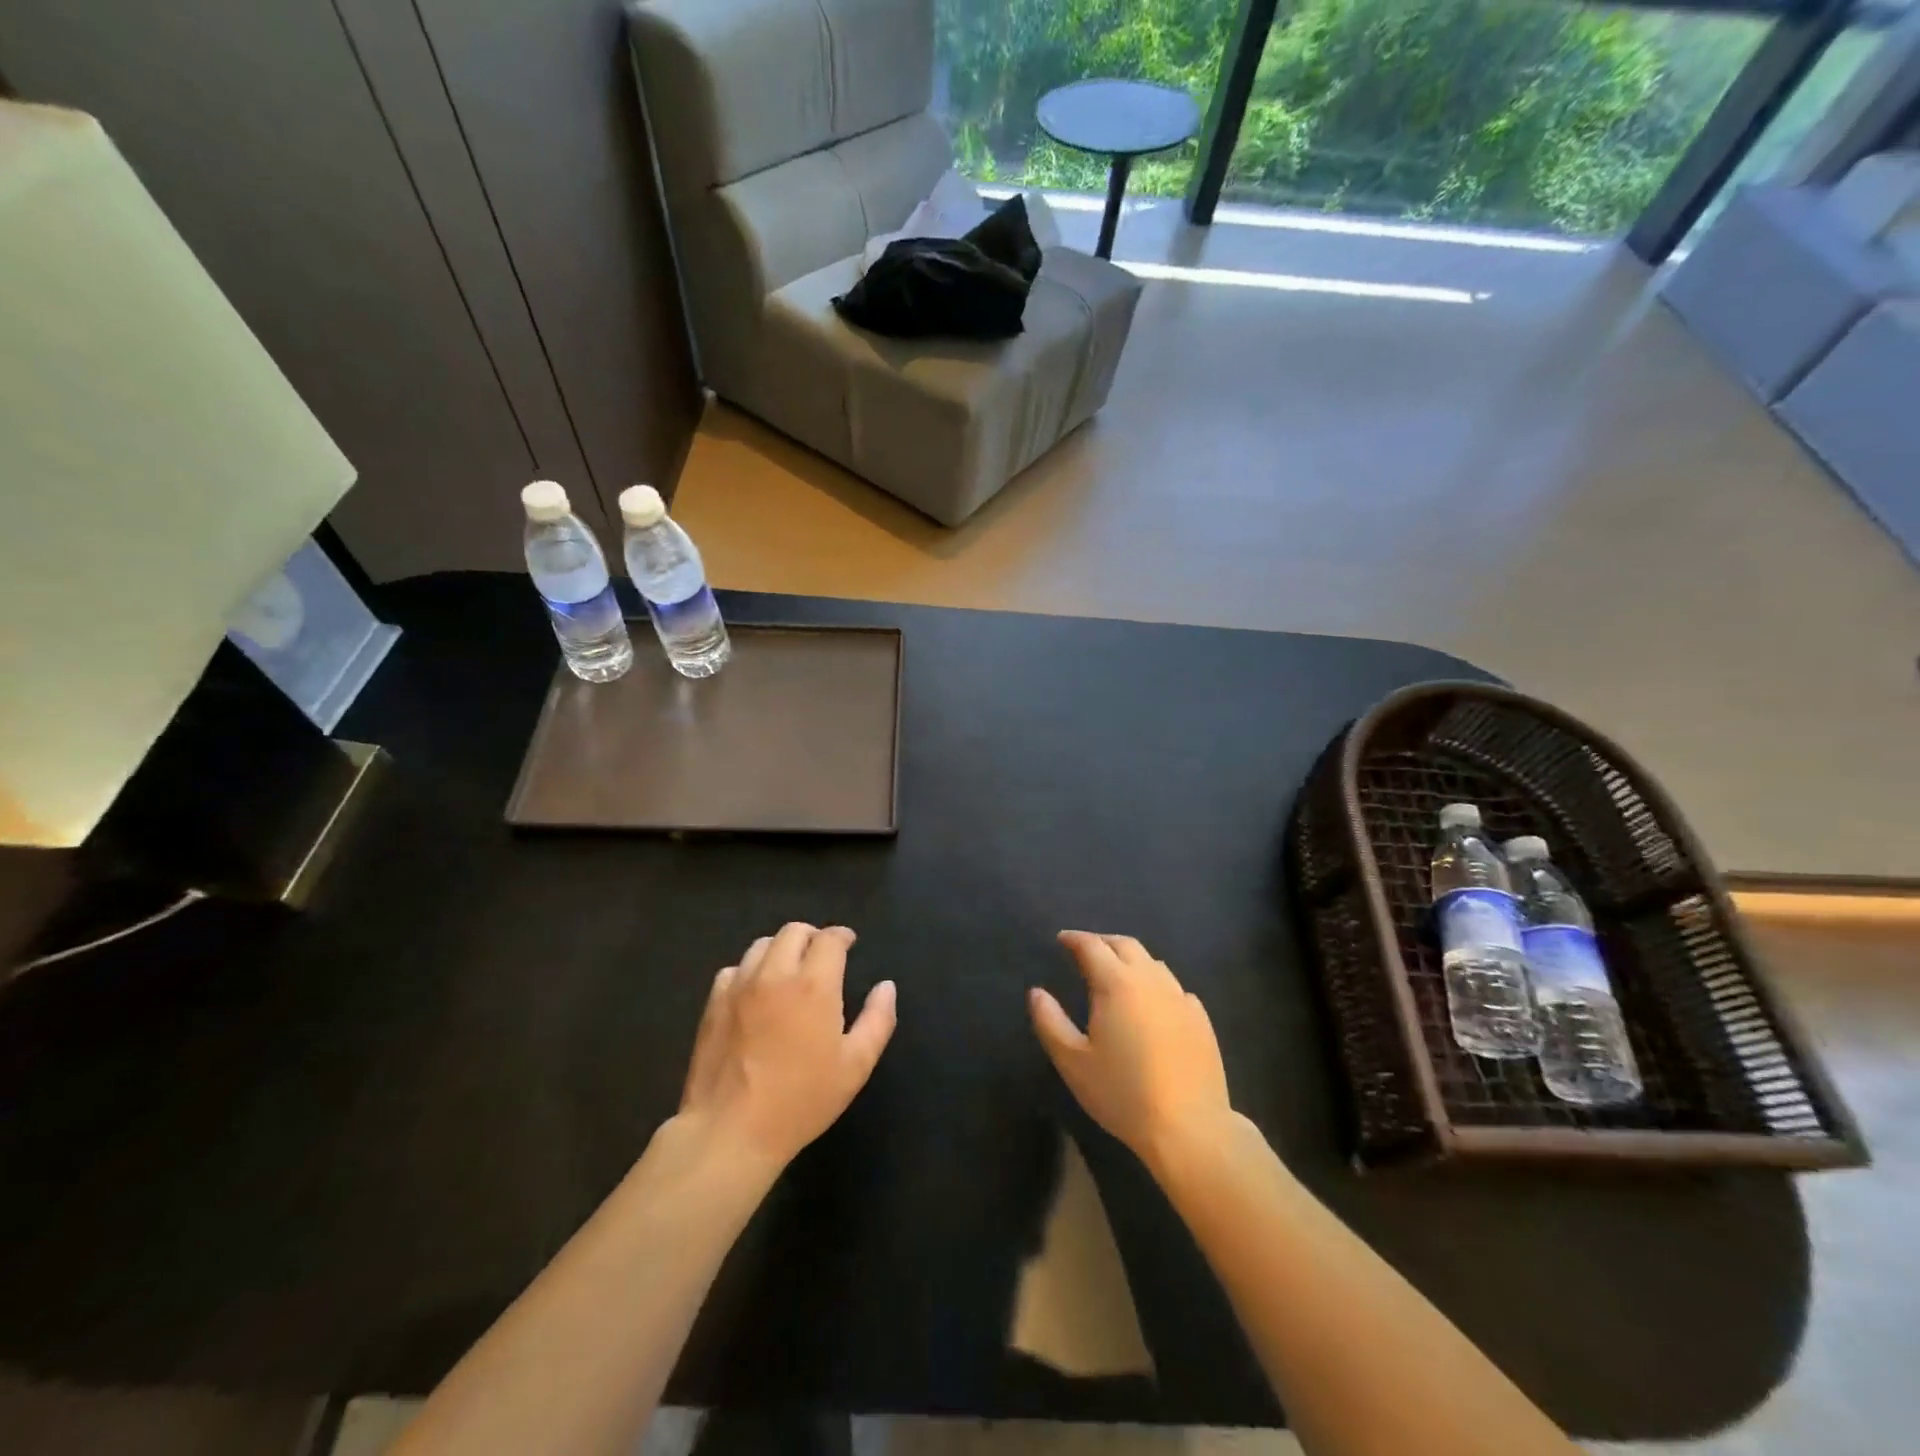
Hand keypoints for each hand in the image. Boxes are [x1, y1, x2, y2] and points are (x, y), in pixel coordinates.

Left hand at [678, 922, 896, 1171]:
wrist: (730, 1131)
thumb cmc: (800, 1101)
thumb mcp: (855, 1067)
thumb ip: (877, 1020)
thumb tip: (886, 986)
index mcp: (814, 984)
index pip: (829, 938)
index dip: (842, 936)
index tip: (849, 944)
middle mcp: (775, 973)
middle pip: (794, 931)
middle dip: (812, 936)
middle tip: (822, 956)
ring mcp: (739, 986)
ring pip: (761, 945)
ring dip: (781, 949)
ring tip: (789, 971)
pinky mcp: (713, 1003)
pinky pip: (733, 969)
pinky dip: (750, 971)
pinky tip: (755, 993)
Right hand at [1030, 931, 1232, 1170]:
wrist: (1189, 1128)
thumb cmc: (1123, 1094)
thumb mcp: (1073, 1062)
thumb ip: (1050, 1021)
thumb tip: (1036, 992)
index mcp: (1117, 983)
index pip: (1092, 946)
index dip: (1074, 939)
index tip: (1062, 940)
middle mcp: (1151, 980)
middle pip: (1126, 945)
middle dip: (1103, 942)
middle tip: (1086, 951)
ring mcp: (1181, 998)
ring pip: (1153, 963)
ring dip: (1131, 960)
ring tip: (1117, 974)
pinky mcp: (1201, 1019)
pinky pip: (1174, 988)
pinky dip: (1156, 984)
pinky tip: (1152, 1003)